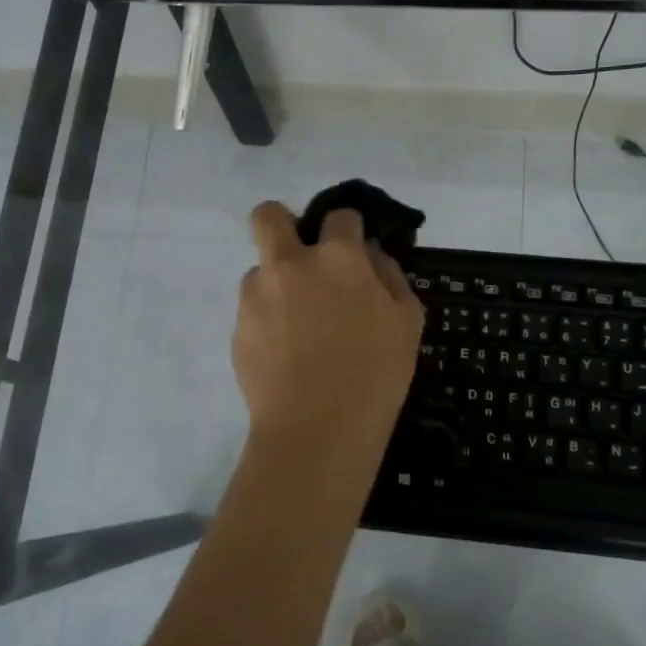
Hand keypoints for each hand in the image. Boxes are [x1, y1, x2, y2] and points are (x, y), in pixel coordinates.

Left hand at [232, 201, 425, 466]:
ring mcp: (257, 295)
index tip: (353, 249)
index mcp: (338, 257)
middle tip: (302, 257)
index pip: (339, 216)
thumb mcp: (408, 322)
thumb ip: (390, 277)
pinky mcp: (237, 327)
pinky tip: (285, 354)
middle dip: (283, 223)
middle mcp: (290, 264)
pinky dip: (267, 321)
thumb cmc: (375, 375)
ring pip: (259, 269)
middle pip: (269, 216)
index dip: (348, 228)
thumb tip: (371, 255)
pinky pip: (252, 310)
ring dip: (277, 284)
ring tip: (298, 327)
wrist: (317, 429)